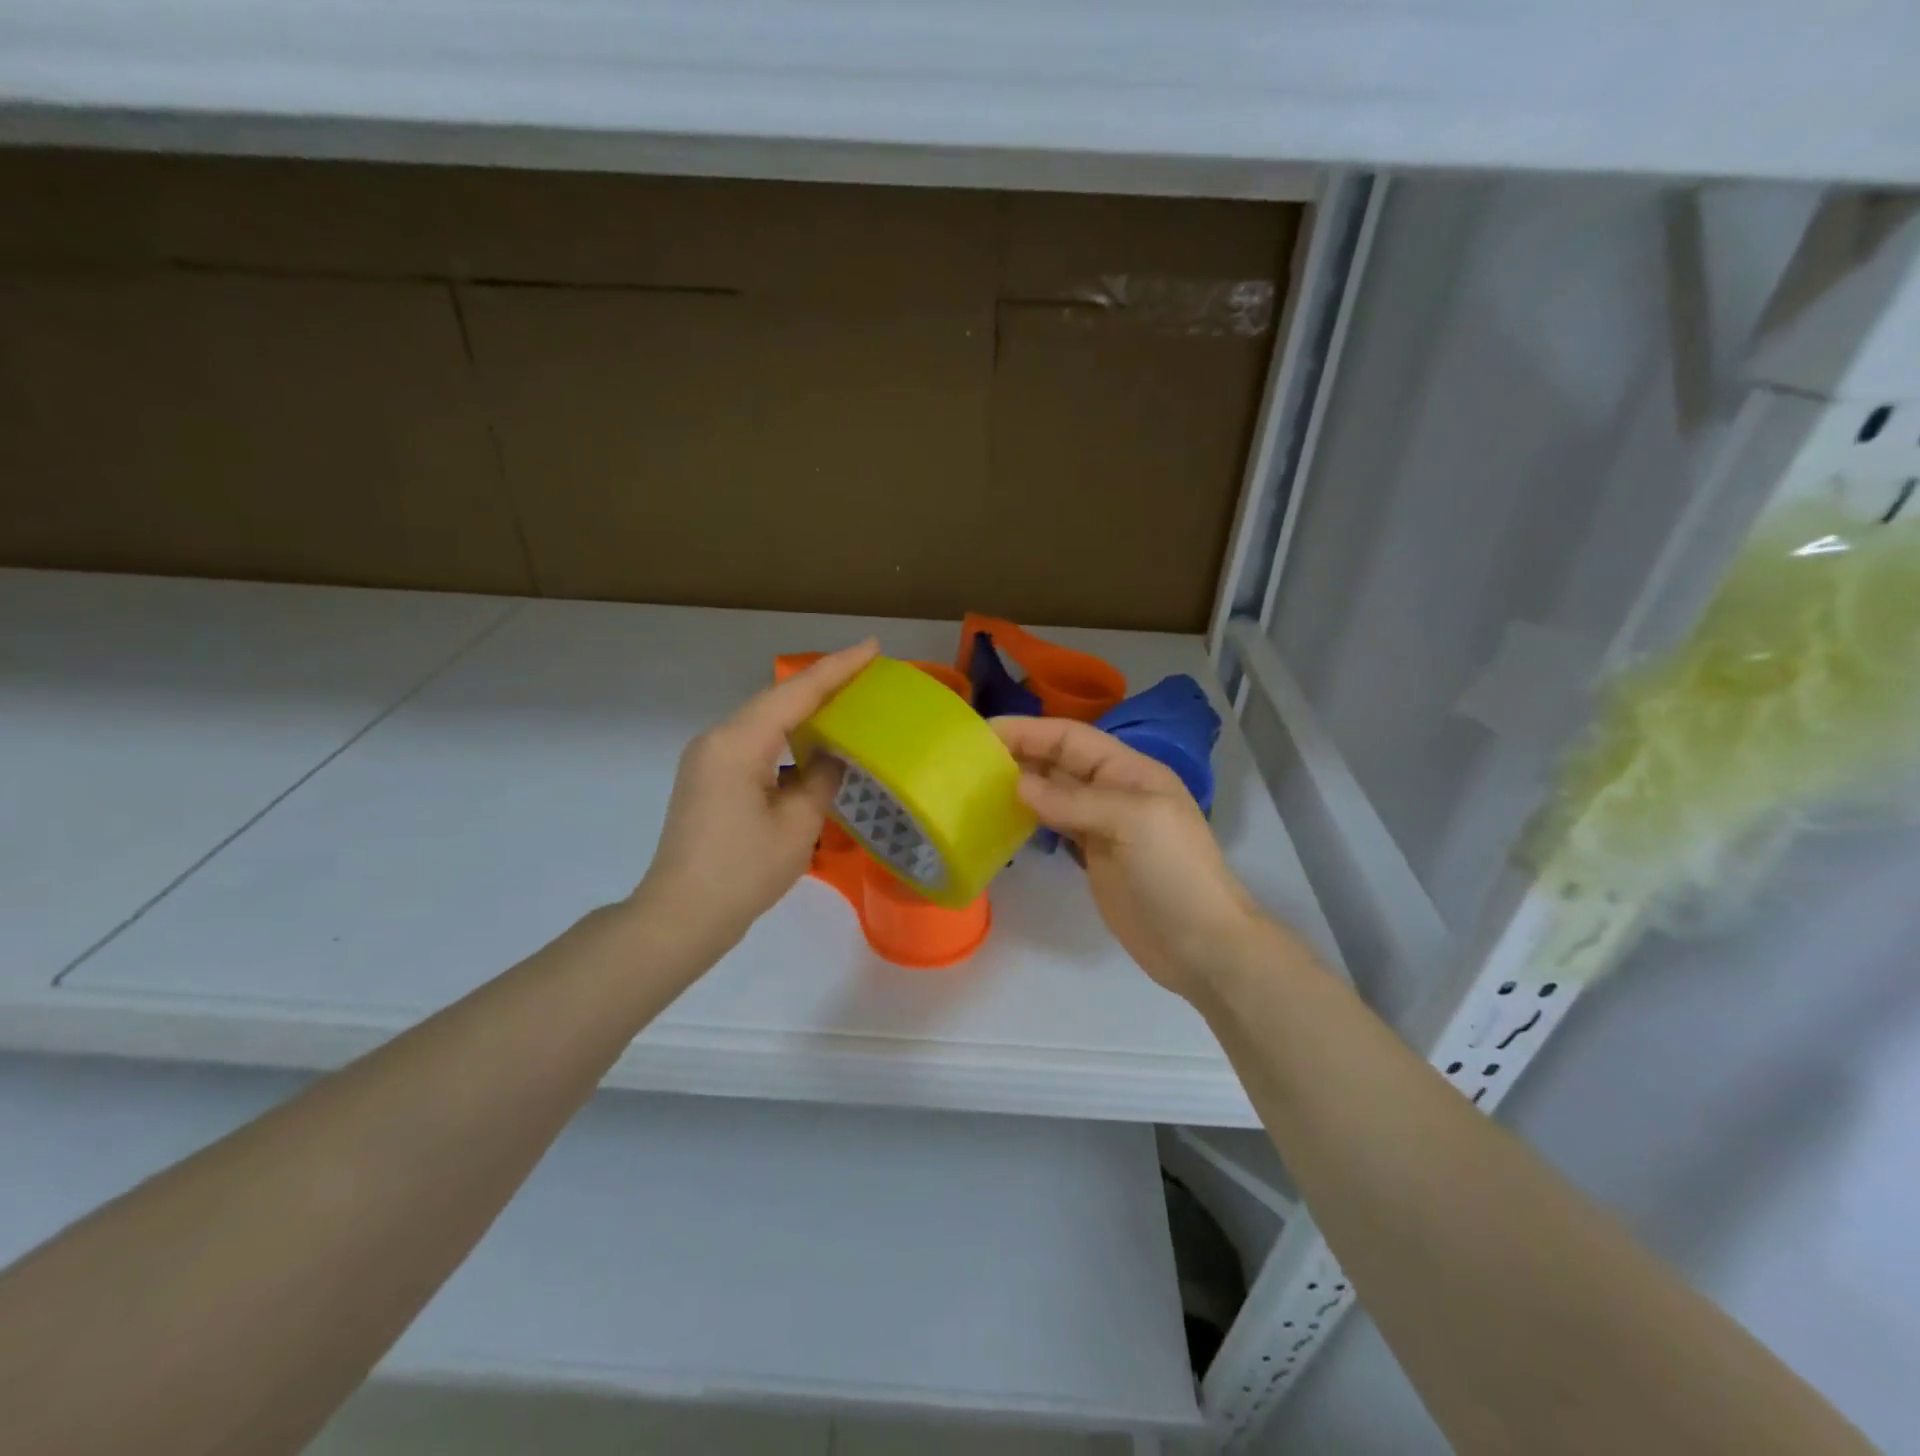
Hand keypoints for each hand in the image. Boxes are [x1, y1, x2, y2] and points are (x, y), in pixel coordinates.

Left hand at [634, 640, 879, 963]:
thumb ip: (821, 779)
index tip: (872, 647)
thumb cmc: (742, 872)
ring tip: (847, 702)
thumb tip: (832, 757)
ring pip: (764, 721)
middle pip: (778, 700)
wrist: (680, 917)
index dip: (838, 668)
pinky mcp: (708, 778)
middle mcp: (717, 739)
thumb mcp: (797, 825)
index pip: (796, 693)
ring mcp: (708, 758)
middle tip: (867, 672)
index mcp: (738, 743)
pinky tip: (812, 743)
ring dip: (804, 710)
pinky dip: (786, 737)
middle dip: (823, 683)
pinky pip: (754, 743)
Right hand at [991, 717, 1265, 999]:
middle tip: (968, 761)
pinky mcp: (1094, 858)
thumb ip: (1074, 801)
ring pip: (1054, 794)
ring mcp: (1103, 826)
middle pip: (1059, 763)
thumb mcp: (1132, 823)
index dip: (1029, 731)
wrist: (1202, 945)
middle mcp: (1114, 791)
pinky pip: (1055, 827)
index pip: (1071, 738)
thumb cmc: (1174, 873)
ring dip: (1019, 787)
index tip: (983, 733)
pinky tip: (1002, 820)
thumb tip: (1019, 786)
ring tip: (976, 787)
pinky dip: (1029, 819)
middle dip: (1018, 755)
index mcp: (1130, 771)